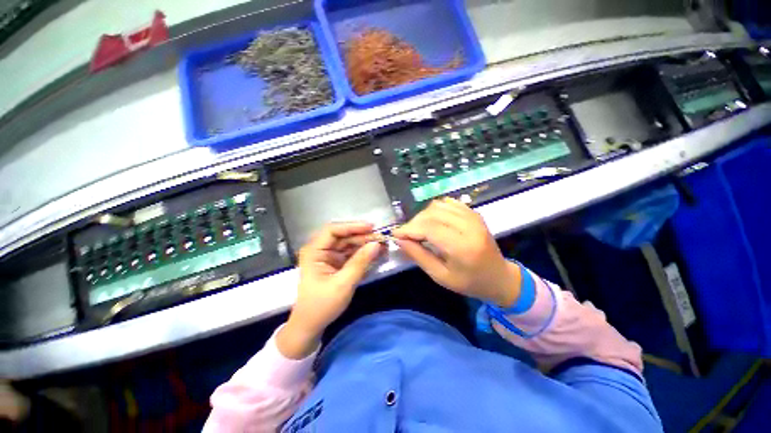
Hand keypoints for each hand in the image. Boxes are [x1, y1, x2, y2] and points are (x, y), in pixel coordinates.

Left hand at [278, 222, 383, 358]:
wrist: (310, 326)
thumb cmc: (322, 305)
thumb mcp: (343, 283)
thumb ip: (360, 262)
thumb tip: (377, 244)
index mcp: (314, 251)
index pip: (333, 230)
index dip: (352, 226)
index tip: (371, 227)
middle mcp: (320, 250)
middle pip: (343, 236)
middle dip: (362, 236)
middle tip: (381, 238)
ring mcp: (328, 256)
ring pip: (348, 244)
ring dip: (364, 244)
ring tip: (382, 245)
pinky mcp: (335, 264)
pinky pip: (350, 254)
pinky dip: (362, 253)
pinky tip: (375, 253)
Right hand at [392, 198, 520, 306]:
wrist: (499, 277)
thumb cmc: (470, 282)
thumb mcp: (440, 276)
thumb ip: (418, 255)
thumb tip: (399, 240)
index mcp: (462, 247)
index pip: (429, 228)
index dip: (408, 229)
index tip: (395, 234)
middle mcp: (469, 226)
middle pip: (432, 214)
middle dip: (414, 223)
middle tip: (406, 235)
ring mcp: (473, 216)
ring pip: (437, 205)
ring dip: (423, 215)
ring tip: (418, 229)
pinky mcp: (473, 212)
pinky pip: (447, 203)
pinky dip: (435, 209)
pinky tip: (432, 221)